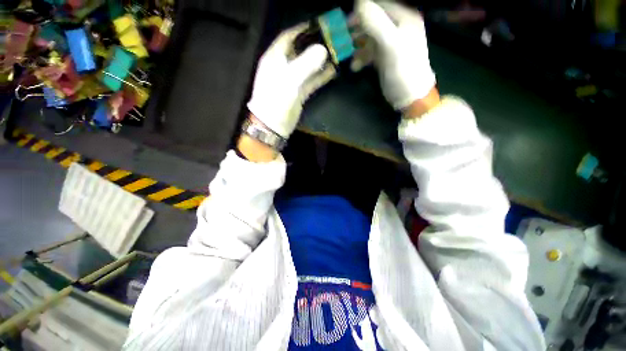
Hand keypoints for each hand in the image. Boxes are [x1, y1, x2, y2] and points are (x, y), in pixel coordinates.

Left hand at [247, 25, 332, 138]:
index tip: (318, 24)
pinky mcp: (299, 93)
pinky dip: (320, 77)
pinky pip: (311, 81)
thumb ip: (306, 64)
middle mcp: (283, 67)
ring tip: (335, 54)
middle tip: (331, 39)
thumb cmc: (276, 99)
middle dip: (314, 45)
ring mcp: (292, 81)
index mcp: (275, 58)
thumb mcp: (289, 79)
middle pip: (300, 51)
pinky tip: (332, 71)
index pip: (288, 37)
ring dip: (320, 62)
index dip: (301, 30)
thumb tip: (323, 50)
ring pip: (307, 67)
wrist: (273, 125)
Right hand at [357, 1, 435, 110]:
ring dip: (357, 45)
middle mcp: (397, 27)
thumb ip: (376, 23)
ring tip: (347, 53)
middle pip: (373, 20)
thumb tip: (358, 2)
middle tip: (343, 35)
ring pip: (369, 37)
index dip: (363, 9)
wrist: (409, 95)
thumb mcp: (390, 44)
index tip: (348, 18)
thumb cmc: (403, 69)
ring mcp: (390, 43)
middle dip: (358, 28)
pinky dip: (360, 58)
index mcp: (404, 17)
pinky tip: (355, 66)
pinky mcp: (384, 57)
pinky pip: (369, 52)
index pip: (381, 4)